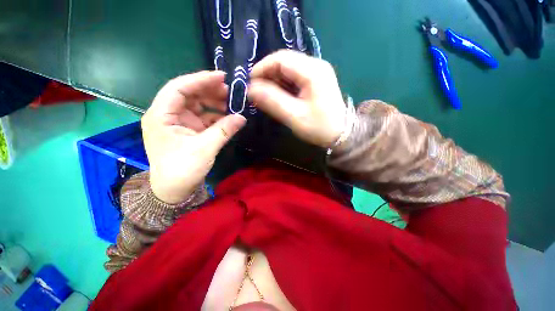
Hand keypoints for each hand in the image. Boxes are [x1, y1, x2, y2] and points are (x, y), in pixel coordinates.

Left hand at [142, 71, 246, 203]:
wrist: (174, 190)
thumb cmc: (182, 170)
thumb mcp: (205, 148)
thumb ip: (224, 130)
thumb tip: (242, 118)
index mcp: (161, 116)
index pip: (179, 88)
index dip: (200, 80)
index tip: (222, 77)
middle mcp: (167, 115)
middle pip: (189, 94)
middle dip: (209, 91)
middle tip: (230, 92)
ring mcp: (178, 122)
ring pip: (197, 105)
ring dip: (214, 103)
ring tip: (231, 104)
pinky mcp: (188, 130)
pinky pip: (203, 117)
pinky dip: (215, 116)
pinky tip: (227, 117)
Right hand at [248, 50, 345, 147]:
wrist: (341, 134)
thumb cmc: (319, 127)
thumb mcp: (294, 116)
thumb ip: (272, 101)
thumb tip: (251, 89)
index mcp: (313, 71)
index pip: (281, 59)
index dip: (262, 68)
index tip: (250, 83)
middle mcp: (316, 65)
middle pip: (285, 62)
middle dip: (267, 75)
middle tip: (256, 92)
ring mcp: (317, 72)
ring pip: (289, 69)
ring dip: (274, 81)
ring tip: (265, 96)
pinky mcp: (316, 81)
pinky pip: (295, 77)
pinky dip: (283, 85)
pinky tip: (278, 96)